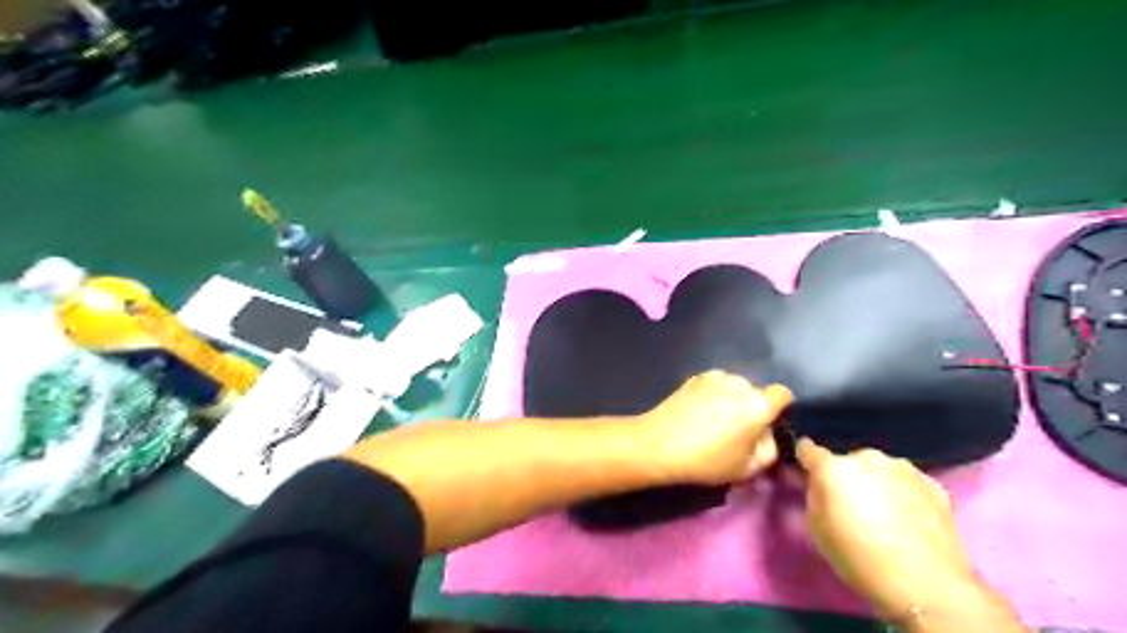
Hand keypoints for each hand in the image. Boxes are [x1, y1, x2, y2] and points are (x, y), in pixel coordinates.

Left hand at [643, 370, 790, 484]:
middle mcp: (740, 384)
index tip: (769, 423)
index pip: (783, 394)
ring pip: (735, 386)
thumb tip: (768, 434)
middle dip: (752, 406)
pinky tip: (700, 411)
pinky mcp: (696, 376)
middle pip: (756, 391)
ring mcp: (716, 377)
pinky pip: (715, 383)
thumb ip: (769, 450)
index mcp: (758, 405)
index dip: (780, 407)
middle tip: (737, 428)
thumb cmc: (707, 460)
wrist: (660, 444)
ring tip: (715, 419)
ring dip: (732, 398)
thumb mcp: (748, 468)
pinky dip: (714, 393)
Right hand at [796, 441, 1007, 626]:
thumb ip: (815, 496)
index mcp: (833, 468)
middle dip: (847, 477)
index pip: (809, 449)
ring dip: (876, 483)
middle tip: (853, 505)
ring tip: (885, 514)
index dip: (806, 459)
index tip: (808, 470)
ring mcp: (904, 469)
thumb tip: (822, 486)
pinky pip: (907, 483)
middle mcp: (867, 458)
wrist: (925, 585)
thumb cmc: (858, 557)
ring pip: (880, 469)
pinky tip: (908, 520)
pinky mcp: (933, 484)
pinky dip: (903, 494)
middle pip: (849, 461)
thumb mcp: (817, 528)